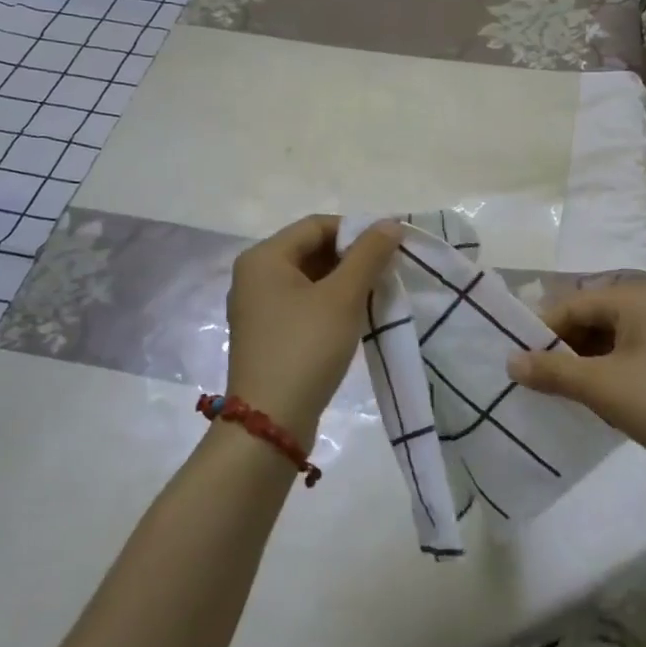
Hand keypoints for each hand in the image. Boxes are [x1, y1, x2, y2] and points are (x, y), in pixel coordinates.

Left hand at [225, 216, 402, 446]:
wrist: (270, 423)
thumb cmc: (305, 348)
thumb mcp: (343, 297)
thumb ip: (368, 255)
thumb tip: (390, 223)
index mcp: (263, 258)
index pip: (317, 225)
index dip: (356, 230)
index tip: (391, 246)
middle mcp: (254, 276)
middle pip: (311, 249)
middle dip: (351, 257)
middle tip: (388, 270)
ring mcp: (258, 307)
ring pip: (309, 278)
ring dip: (344, 281)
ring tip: (377, 292)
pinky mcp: (267, 334)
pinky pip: (302, 303)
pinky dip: (330, 302)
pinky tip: (355, 316)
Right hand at [506, 282, 645, 481]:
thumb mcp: (601, 387)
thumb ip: (552, 371)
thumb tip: (510, 361)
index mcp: (634, 296)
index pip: (572, 304)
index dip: (542, 332)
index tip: (517, 361)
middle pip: (590, 317)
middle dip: (562, 347)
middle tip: (535, 378)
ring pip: (608, 337)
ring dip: (583, 361)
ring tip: (560, 390)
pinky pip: (627, 351)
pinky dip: (606, 369)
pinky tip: (594, 396)